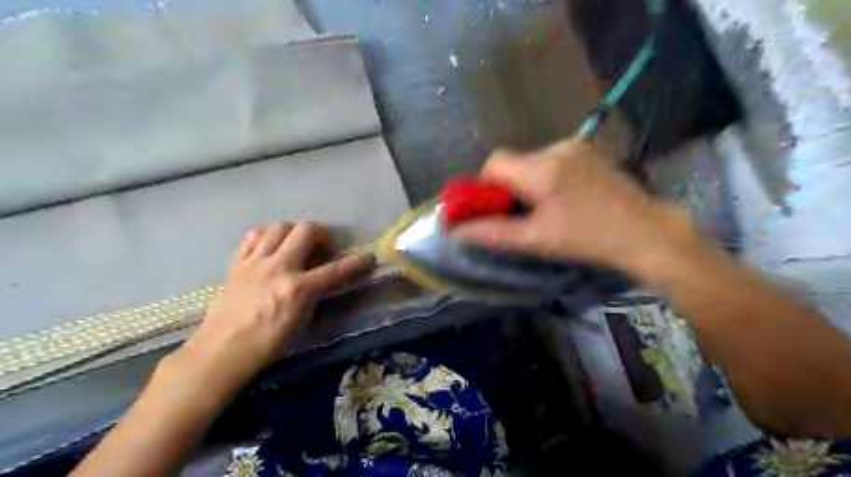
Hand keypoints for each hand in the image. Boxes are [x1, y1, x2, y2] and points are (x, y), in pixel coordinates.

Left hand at [167, 223, 373, 394]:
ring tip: (296, 245)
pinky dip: (266, 236)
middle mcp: (278, 268)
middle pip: (306, 230)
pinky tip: (270, 248)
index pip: (336, 269)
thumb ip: (314, 294)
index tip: (368, 258)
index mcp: (297, 288)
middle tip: (322, 249)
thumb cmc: (266, 344)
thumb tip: (323, 278)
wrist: (221, 352)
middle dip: (321, 234)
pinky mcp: (237, 263)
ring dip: (294, 231)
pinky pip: (253, 236)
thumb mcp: (301, 320)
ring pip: (279, 226)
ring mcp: (255, 262)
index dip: (357, 262)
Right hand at [452, 137, 698, 270]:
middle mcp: (557, 148)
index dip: (486, 185)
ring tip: (548, 208)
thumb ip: (492, 233)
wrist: (645, 232)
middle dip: (510, 186)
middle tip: (523, 214)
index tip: (496, 208)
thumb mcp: (536, 240)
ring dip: (529, 181)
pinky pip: (554, 159)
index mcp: (541, 168)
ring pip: (533, 161)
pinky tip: (566, 197)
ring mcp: (577, 146)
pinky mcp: (591, 151)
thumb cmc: (588, 238)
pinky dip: (548, 176)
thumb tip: (456, 231)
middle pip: (514, 161)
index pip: (494, 162)